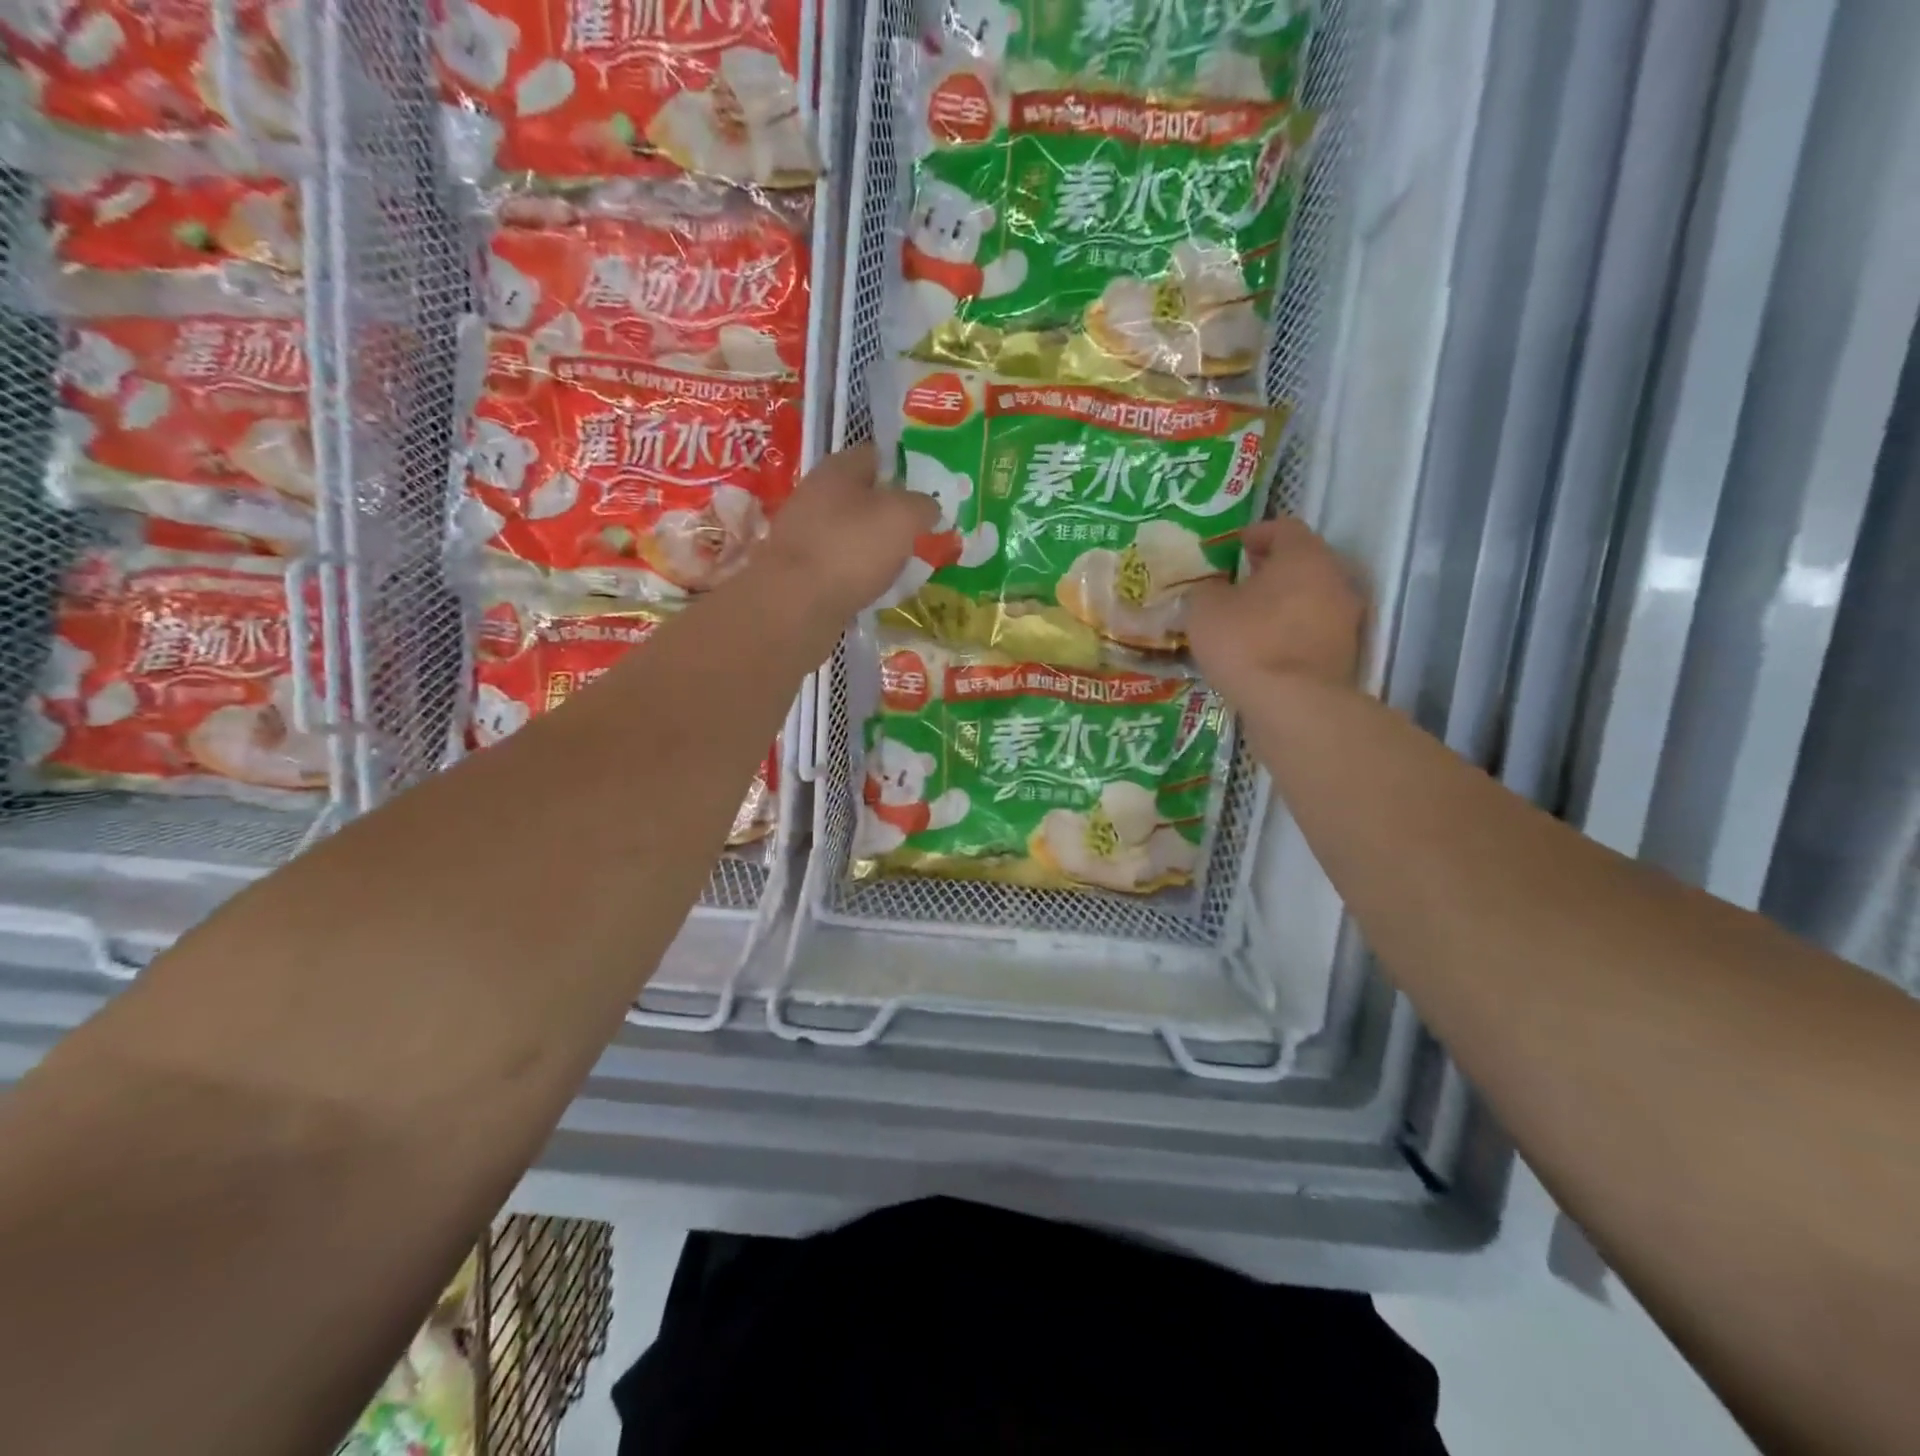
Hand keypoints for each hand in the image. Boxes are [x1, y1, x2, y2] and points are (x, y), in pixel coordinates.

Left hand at [755, 444, 938, 619]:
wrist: (794, 604)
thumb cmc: (852, 548)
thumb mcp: (903, 517)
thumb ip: (923, 505)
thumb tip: (928, 507)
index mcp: (837, 469)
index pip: (875, 455)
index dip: (903, 469)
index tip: (926, 492)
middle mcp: (814, 494)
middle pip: (860, 496)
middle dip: (888, 512)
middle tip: (917, 532)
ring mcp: (802, 533)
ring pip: (848, 532)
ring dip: (872, 546)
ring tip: (900, 565)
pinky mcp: (798, 570)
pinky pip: (837, 564)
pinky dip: (856, 574)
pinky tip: (872, 588)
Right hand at [1186, 518, 1364, 698]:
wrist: (1292, 705)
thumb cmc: (1246, 642)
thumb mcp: (1205, 609)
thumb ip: (1208, 590)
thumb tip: (1214, 590)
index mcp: (1304, 556)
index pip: (1284, 528)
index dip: (1257, 533)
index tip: (1234, 546)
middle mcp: (1335, 579)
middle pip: (1303, 563)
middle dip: (1272, 570)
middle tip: (1240, 583)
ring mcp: (1346, 619)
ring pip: (1311, 599)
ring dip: (1283, 604)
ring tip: (1249, 621)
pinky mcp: (1345, 655)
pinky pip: (1312, 633)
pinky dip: (1291, 634)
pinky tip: (1264, 650)